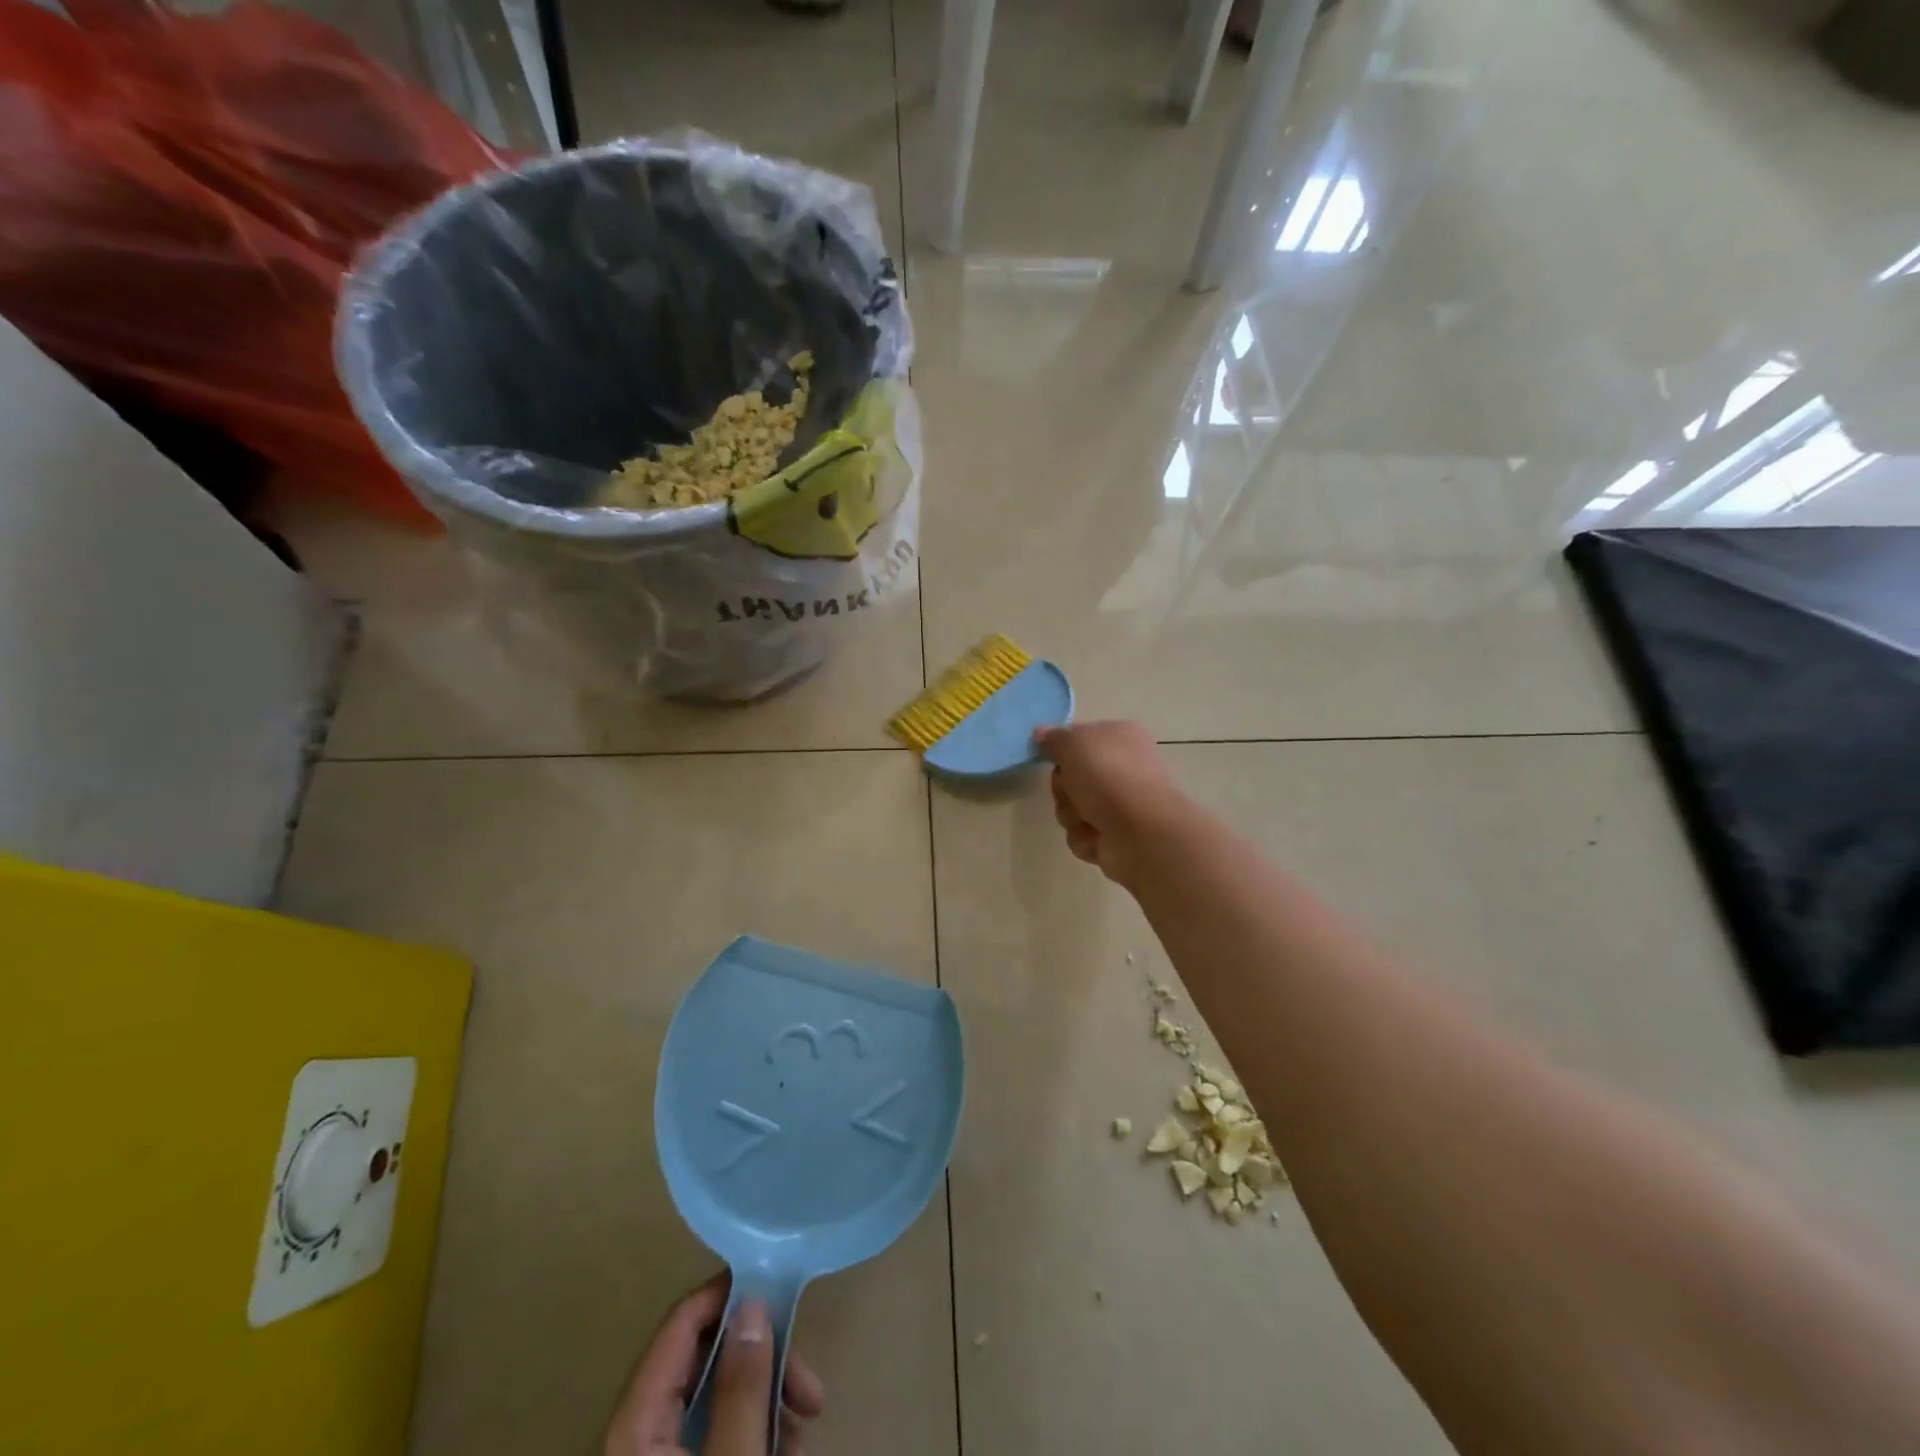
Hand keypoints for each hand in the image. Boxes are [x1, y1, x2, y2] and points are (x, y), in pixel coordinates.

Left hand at [604, 1275, 825, 1455]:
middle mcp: (638, 1429)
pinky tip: (785, 1446)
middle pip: (707, 1358)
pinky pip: (714, 1432)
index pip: (683, 1319)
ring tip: (803, 1430)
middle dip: (765, 1364)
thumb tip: (754, 1301)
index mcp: (635, 1420)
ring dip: (767, 1401)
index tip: (785, 1292)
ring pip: (718, 1397)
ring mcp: (655, 1453)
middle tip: (809, 1391)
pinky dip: (753, 1430)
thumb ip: (741, 1388)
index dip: (732, 1294)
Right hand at [1035, 720, 1187, 886]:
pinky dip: (1084, 836)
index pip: (1078, 738)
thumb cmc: (1109, 776)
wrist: (1142, 831)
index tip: (1049, 756)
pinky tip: (1099, 836)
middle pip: (1070, 776)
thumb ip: (1054, 738)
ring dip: (1072, 814)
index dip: (1062, 749)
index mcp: (1118, 737)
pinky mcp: (1114, 835)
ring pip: (1071, 807)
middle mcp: (1120, 768)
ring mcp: (1119, 804)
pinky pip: (1081, 834)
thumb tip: (1041, 733)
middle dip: (1064, 787)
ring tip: (1090, 818)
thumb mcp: (1074, 744)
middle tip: (1073, 789)